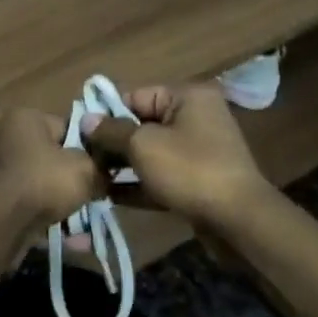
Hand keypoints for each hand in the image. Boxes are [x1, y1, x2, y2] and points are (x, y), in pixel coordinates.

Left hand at [0, 106, 103, 230]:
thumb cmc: (43, 180)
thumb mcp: (86, 169)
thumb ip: (100, 168)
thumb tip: (105, 175)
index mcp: (26, 119)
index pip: (69, 127)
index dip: (91, 148)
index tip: (106, 168)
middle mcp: (8, 139)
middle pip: (55, 159)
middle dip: (76, 180)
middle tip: (98, 196)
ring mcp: (0, 172)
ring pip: (44, 187)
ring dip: (66, 205)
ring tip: (87, 222)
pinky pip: (33, 208)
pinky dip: (50, 221)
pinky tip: (72, 240)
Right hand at [84, 81, 267, 228]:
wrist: (238, 220)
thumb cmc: (189, 170)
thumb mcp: (143, 146)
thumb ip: (111, 131)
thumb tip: (86, 120)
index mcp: (187, 97)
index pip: (135, 96)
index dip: (106, 114)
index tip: (79, 133)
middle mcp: (195, 117)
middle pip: (141, 124)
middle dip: (112, 142)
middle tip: (82, 159)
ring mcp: (198, 151)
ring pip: (150, 152)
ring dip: (122, 165)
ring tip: (91, 178)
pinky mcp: (197, 180)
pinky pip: (160, 176)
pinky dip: (138, 184)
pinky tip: (109, 197)